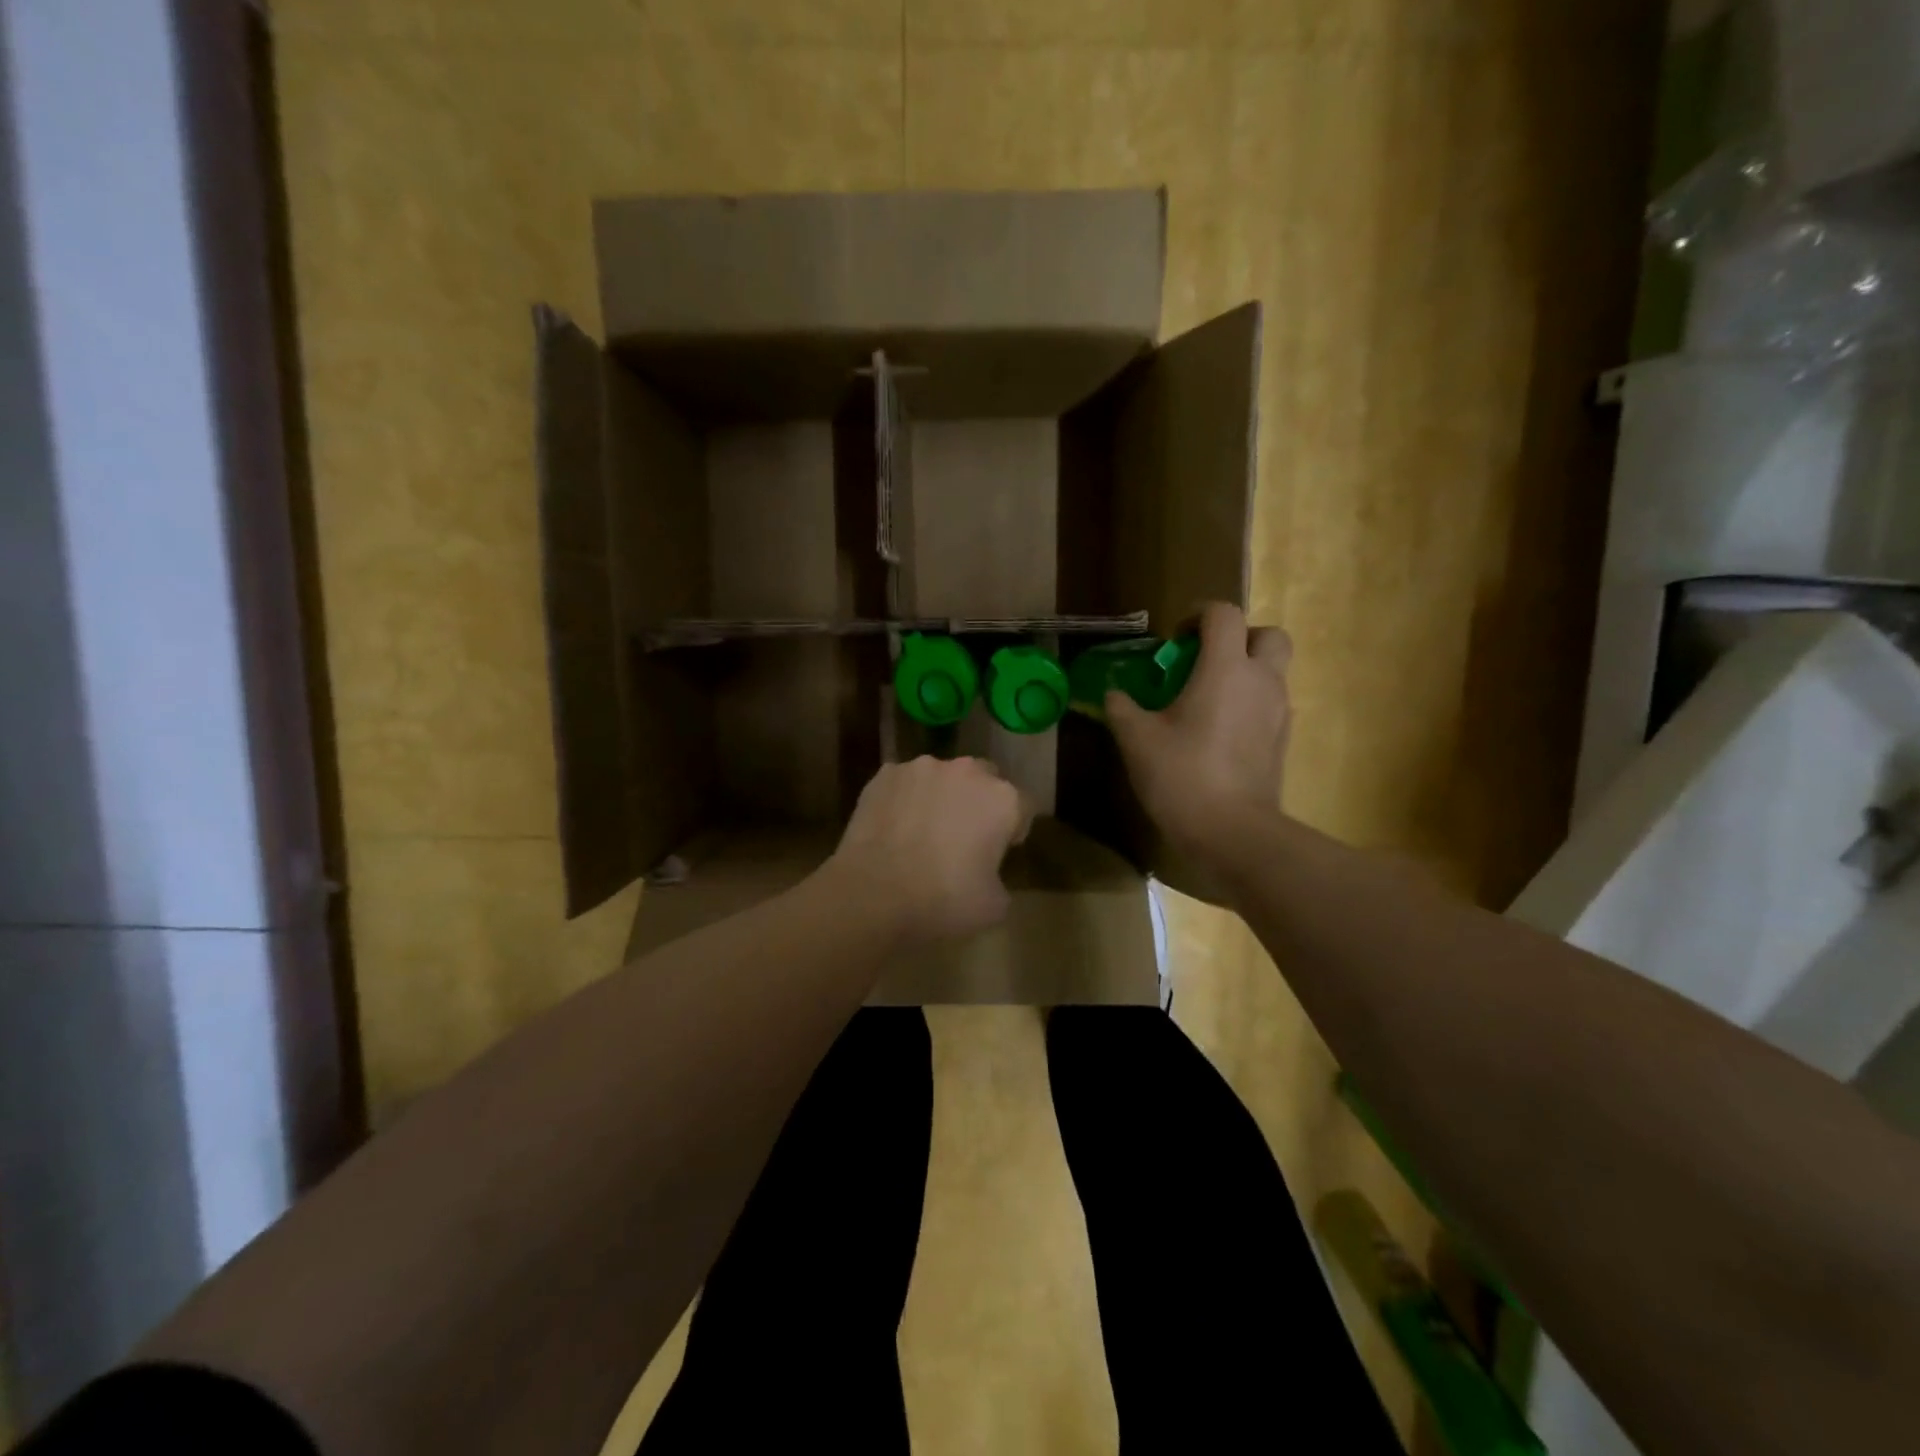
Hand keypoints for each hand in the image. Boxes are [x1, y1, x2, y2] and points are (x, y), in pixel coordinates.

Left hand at [828, 756, 1032, 945]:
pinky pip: (905, 784)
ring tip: (921, 832)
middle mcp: (967, 771)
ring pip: (941, 778)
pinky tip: (893, 829)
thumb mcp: (994, 905)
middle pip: (984, 781)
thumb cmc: (943, 900)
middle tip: (963, 838)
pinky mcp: (885, 774)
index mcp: (1002, 799)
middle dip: (978, 803)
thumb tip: (985, 874)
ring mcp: (922, 768)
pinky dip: (905, 800)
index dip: (1014, 830)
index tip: (999, 852)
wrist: (873, 893)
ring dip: (940, 797)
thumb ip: (999, 879)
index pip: (1023, 807)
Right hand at [1106, 603, 1291, 867]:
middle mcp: (1261, 681)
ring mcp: (1278, 712)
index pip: (1223, 614)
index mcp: (1226, 669)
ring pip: (1272, 671)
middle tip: (1204, 661)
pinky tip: (1219, 732)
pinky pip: (1270, 704)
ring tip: (1206, 700)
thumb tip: (1113, 694)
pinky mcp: (1282, 740)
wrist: (1232, 833)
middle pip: (1267, 635)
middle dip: (1238, 638)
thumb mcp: (1137, 740)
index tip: (1174, 640)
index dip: (1197, 615)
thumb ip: (1122, 708)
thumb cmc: (1182, 776)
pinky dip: (1249, 704)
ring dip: (1244, 672)